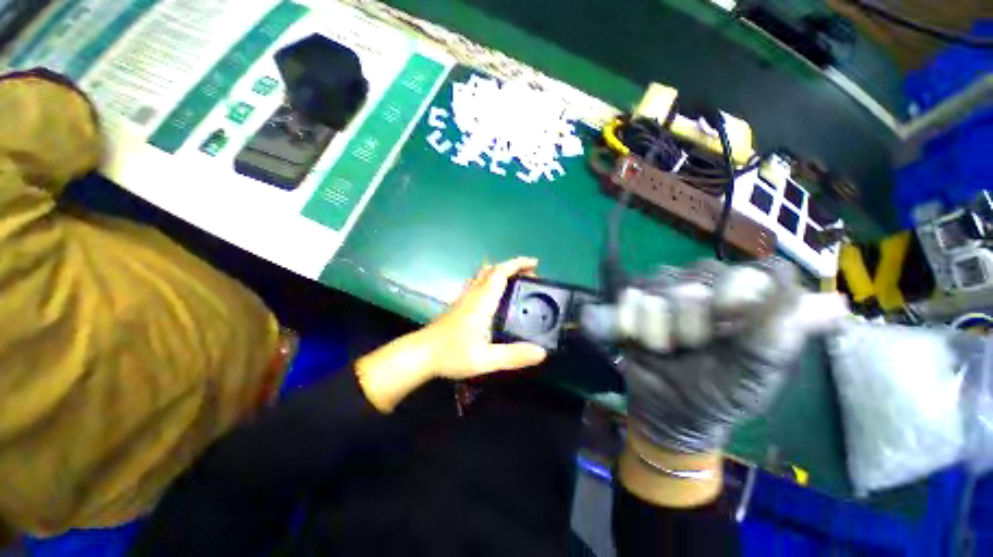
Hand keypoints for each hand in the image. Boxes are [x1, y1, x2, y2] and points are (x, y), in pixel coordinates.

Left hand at [356, 257, 547, 411]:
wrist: (421, 354)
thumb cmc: (451, 354)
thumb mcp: (485, 359)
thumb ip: (513, 356)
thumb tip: (541, 352)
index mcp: (482, 301)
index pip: (500, 273)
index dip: (518, 264)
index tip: (535, 263)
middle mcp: (473, 294)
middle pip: (492, 269)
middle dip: (513, 267)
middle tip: (530, 276)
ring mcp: (464, 298)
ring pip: (484, 275)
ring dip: (502, 273)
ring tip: (517, 283)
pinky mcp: (459, 304)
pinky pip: (478, 283)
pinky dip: (492, 281)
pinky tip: (497, 296)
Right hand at [583, 259, 847, 506]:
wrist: (667, 409)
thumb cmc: (720, 395)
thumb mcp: (754, 376)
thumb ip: (781, 338)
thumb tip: (836, 305)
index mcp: (748, 301)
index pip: (753, 272)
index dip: (738, 292)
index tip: (727, 320)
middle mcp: (709, 287)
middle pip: (698, 275)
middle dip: (692, 318)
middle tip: (692, 347)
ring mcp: (667, 291)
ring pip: (658, 284)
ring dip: (658, 324)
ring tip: (662, 348)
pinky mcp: (635, 301)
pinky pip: (628, 295)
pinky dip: (629, 318)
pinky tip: (637, 338)